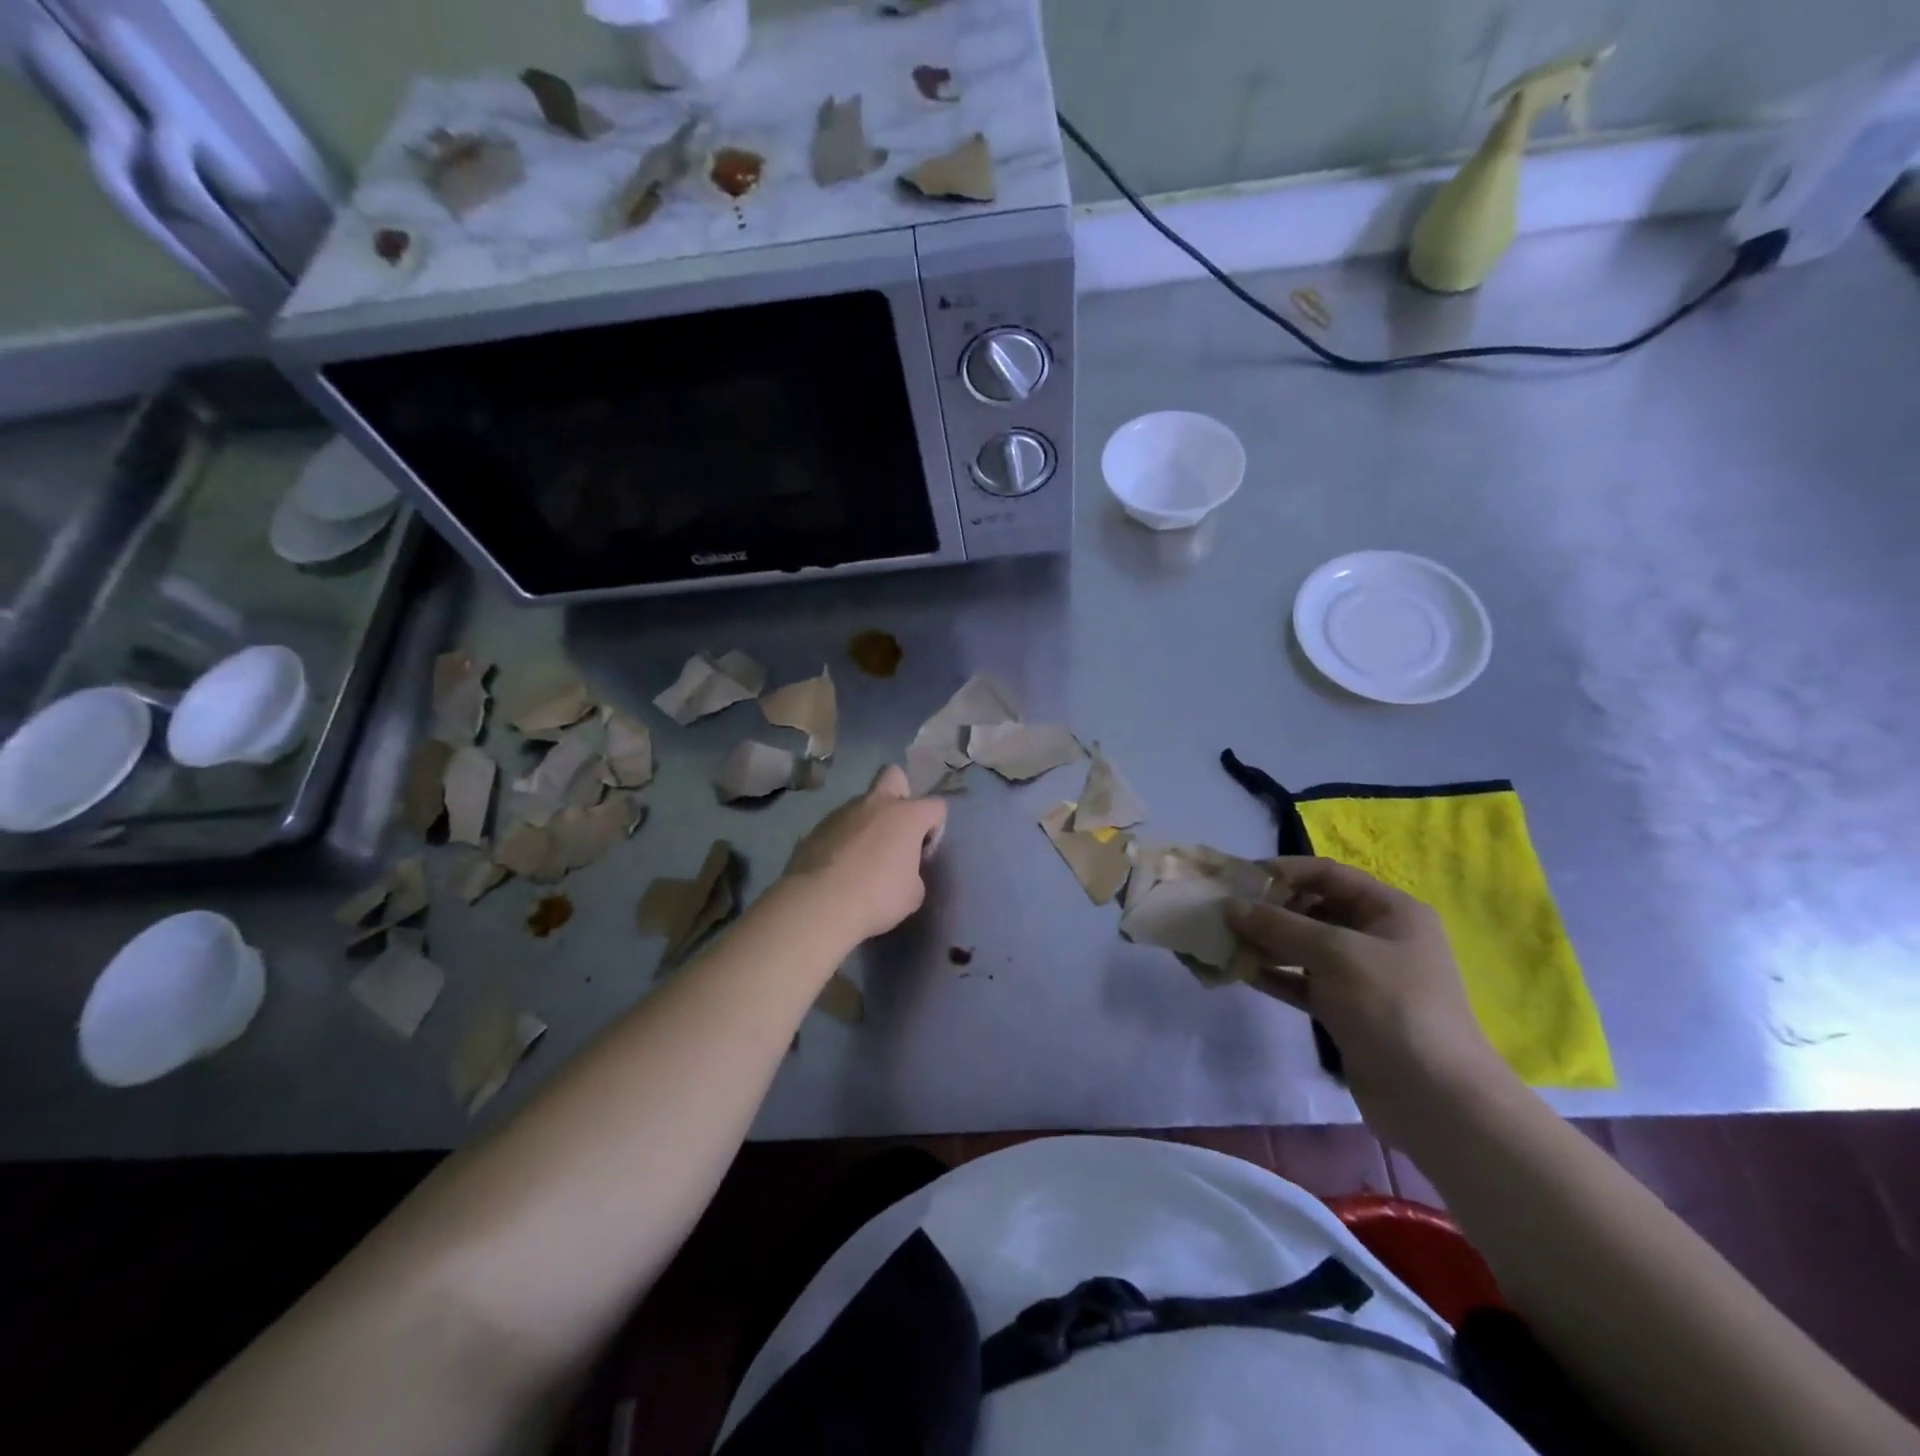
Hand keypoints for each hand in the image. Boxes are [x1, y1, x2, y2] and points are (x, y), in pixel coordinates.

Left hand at [783, 764, 947, 943]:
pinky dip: (843, 840)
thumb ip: (913, 872)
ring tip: (862, 858)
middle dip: (900, 794)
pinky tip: (839, 867)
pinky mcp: (815, 828)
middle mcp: (875, 804)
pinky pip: (838, 826)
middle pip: (893, 775)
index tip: (924, 853)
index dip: (935, 828)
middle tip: (896, 830)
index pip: (936, 806)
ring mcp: (842, 813)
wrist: (818, 905)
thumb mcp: (913, 894)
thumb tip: (902, 870)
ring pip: (862, 804)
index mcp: (907, 816)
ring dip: (868, 823)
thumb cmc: (877, 898)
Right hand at [1226, 858, 1514, 1143]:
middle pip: (1314, 909)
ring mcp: (1362, 976)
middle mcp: (1377, 937)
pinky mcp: (1346, 1010)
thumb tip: (1230, 906)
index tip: (1239, 879)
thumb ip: (1280, 926)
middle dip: (1270, 909)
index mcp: (1390, 911)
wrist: (1435, 1099)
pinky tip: (1240, 972)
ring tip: (1224, 941)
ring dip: (1266, 943)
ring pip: (1304, 948)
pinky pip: (1303, 982)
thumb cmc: (1391, 1006)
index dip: (1284, 871)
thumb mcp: (1334, 953)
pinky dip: (1274, 975)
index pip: (1328, 874)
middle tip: (1225, 913)